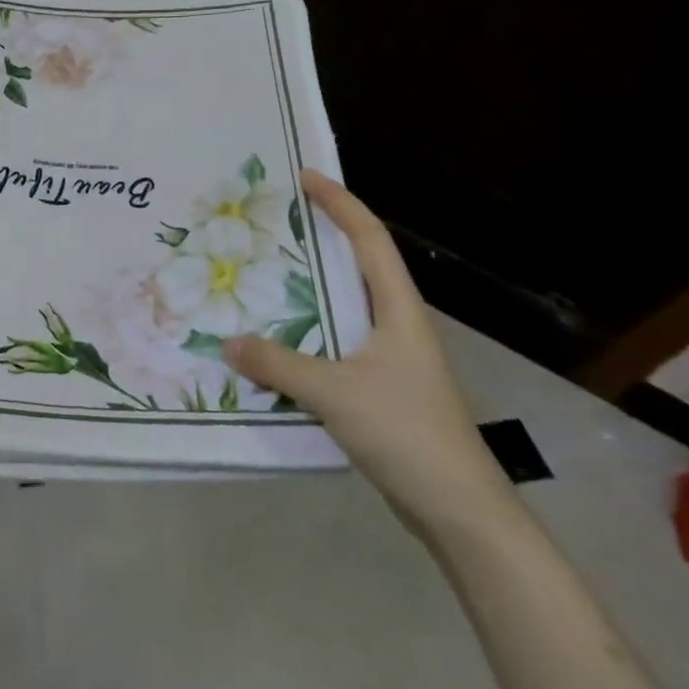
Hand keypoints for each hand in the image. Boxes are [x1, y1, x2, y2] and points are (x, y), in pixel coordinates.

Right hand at [224, 169, 516, 538]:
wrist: (460, 511)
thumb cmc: (407, 434)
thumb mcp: (334, 393)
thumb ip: (278, 364)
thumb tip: (228, 342)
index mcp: (398, 310)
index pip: (369, 239)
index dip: (340, 203)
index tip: (306, 177)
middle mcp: (396, 324)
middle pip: (358, 264)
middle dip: (321, 236)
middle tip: (274, 221)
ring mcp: (391, 358)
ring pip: (344, 305)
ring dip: (309, 286)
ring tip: (264, 273)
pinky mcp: (380, 387)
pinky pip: (335, 342)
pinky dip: (306, 330)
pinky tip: (276, 340)